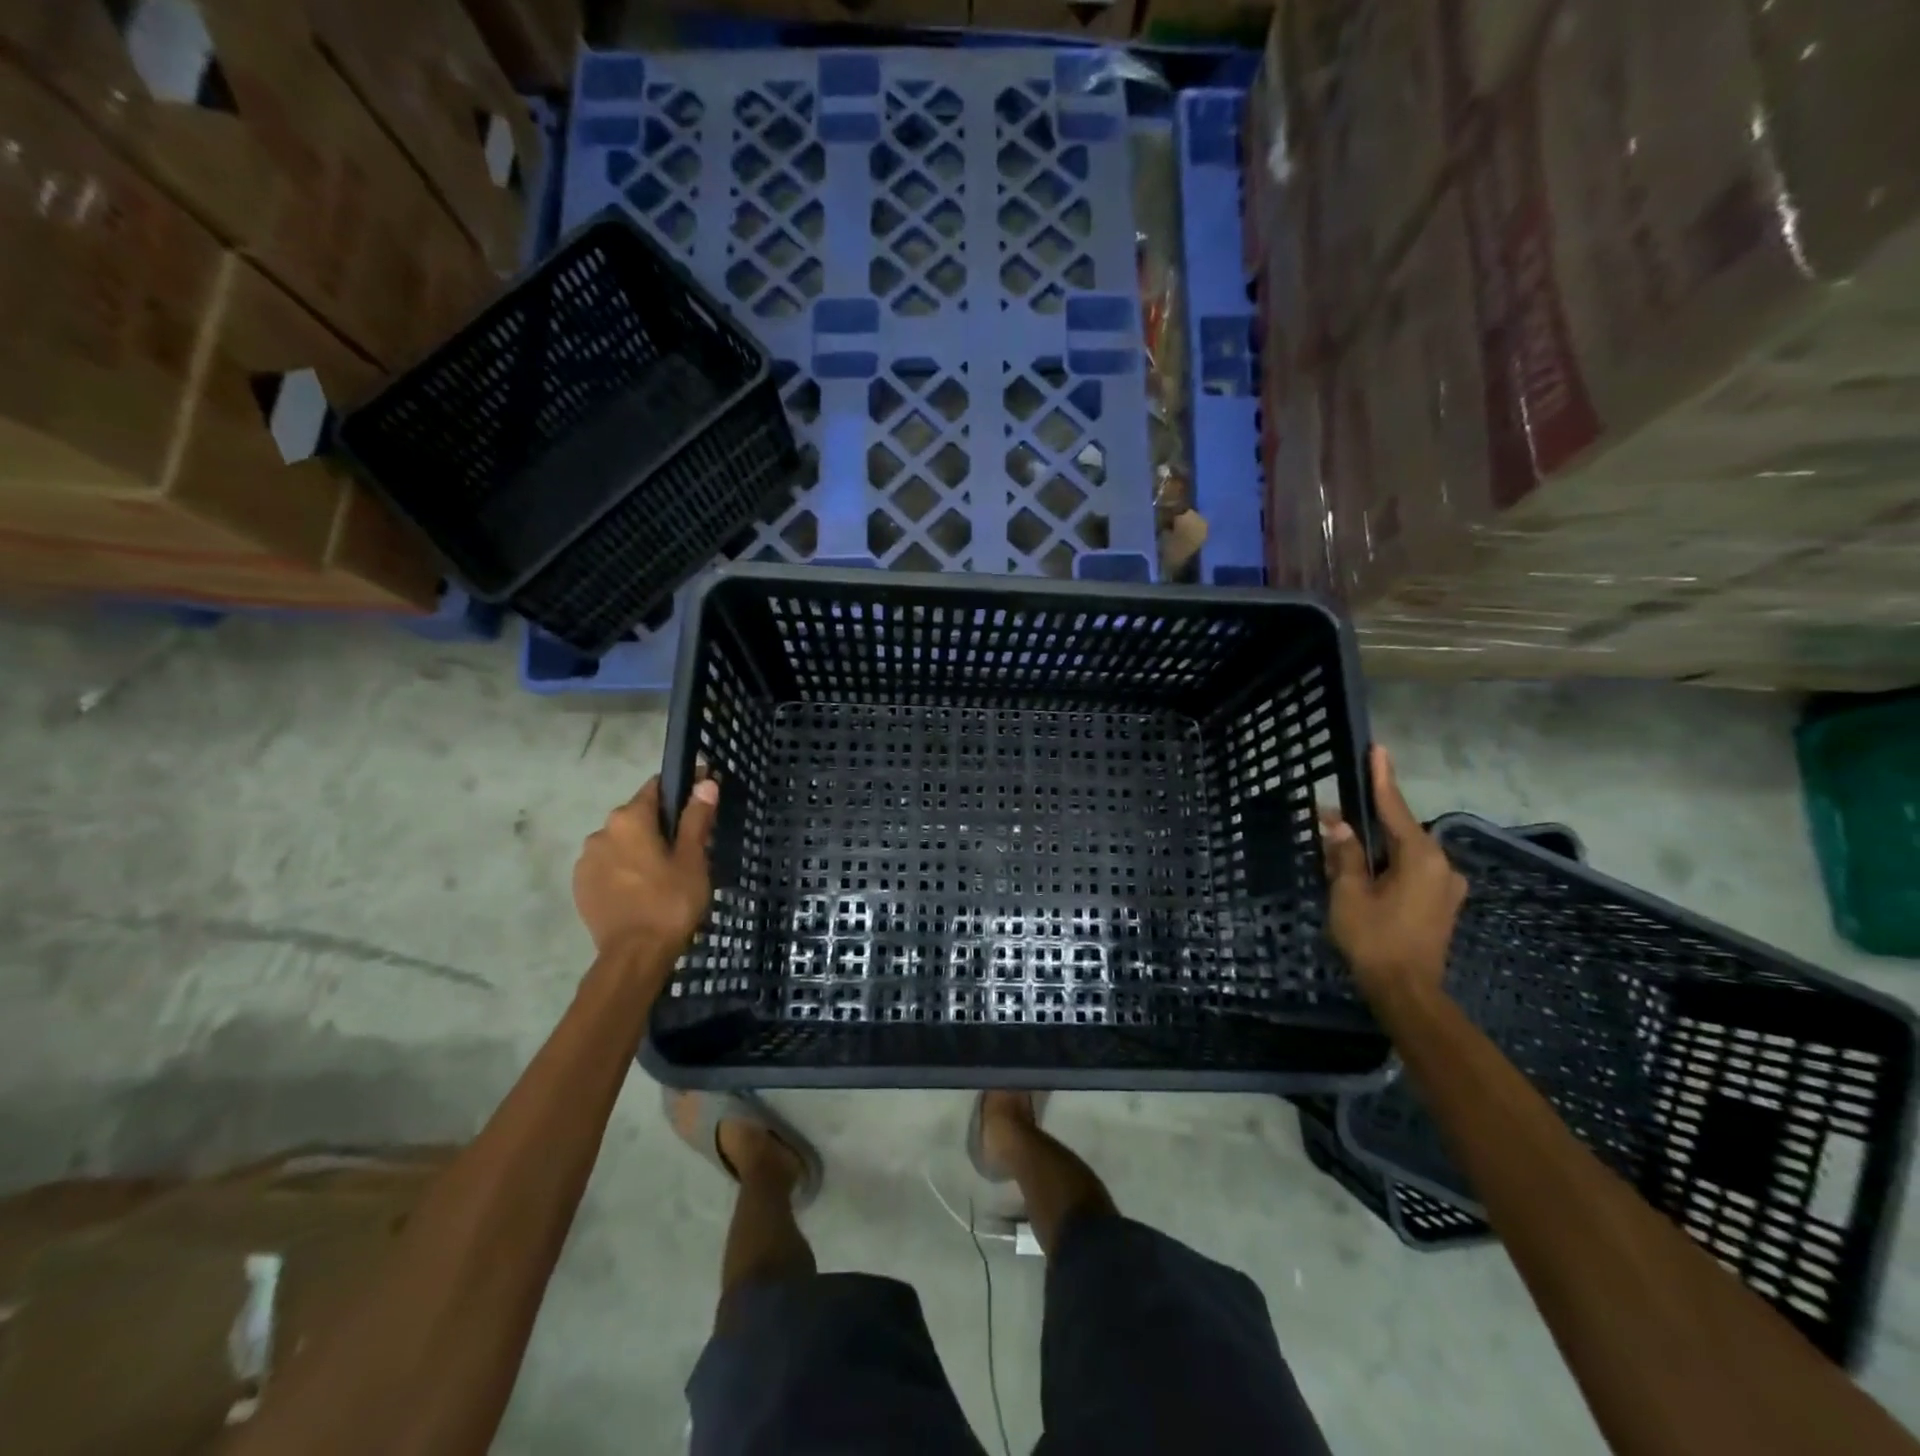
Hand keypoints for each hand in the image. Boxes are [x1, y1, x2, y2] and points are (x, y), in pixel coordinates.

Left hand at [573, 773, 719, 959]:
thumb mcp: (693, 859)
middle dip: (661, 825)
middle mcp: (601, 831)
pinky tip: (643, 889)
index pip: (657, 787)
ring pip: (621, 842)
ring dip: (640, 848)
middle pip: (638, 816)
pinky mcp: (580, 886)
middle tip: (689, 847)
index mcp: (629, 819)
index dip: (682, 789)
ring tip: (665, 873)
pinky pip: (608, 866)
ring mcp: (586, 860)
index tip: (702, 800)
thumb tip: (705, 782)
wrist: (634, 956)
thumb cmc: (670, 902)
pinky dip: (625, 869)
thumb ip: (696, 818)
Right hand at [1320, 746, 1465, 1008]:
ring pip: (1403, 853)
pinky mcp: (1440, 904)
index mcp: (1420, 857)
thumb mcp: (1349, 893)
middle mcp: (1441, 865)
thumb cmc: (1375, 939)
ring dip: (1374, 847)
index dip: (1382, 778)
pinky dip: (1386, 864)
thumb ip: (1345, 855)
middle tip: (1333, 816)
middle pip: (1399, 831)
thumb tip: (1339, 825)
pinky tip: (1362, 871)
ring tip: (1341, 847)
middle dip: (1366, 821)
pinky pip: (1410, 871)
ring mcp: (1445, 886)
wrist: (1407, 992)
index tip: (1378, 749)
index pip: (1394, 808)